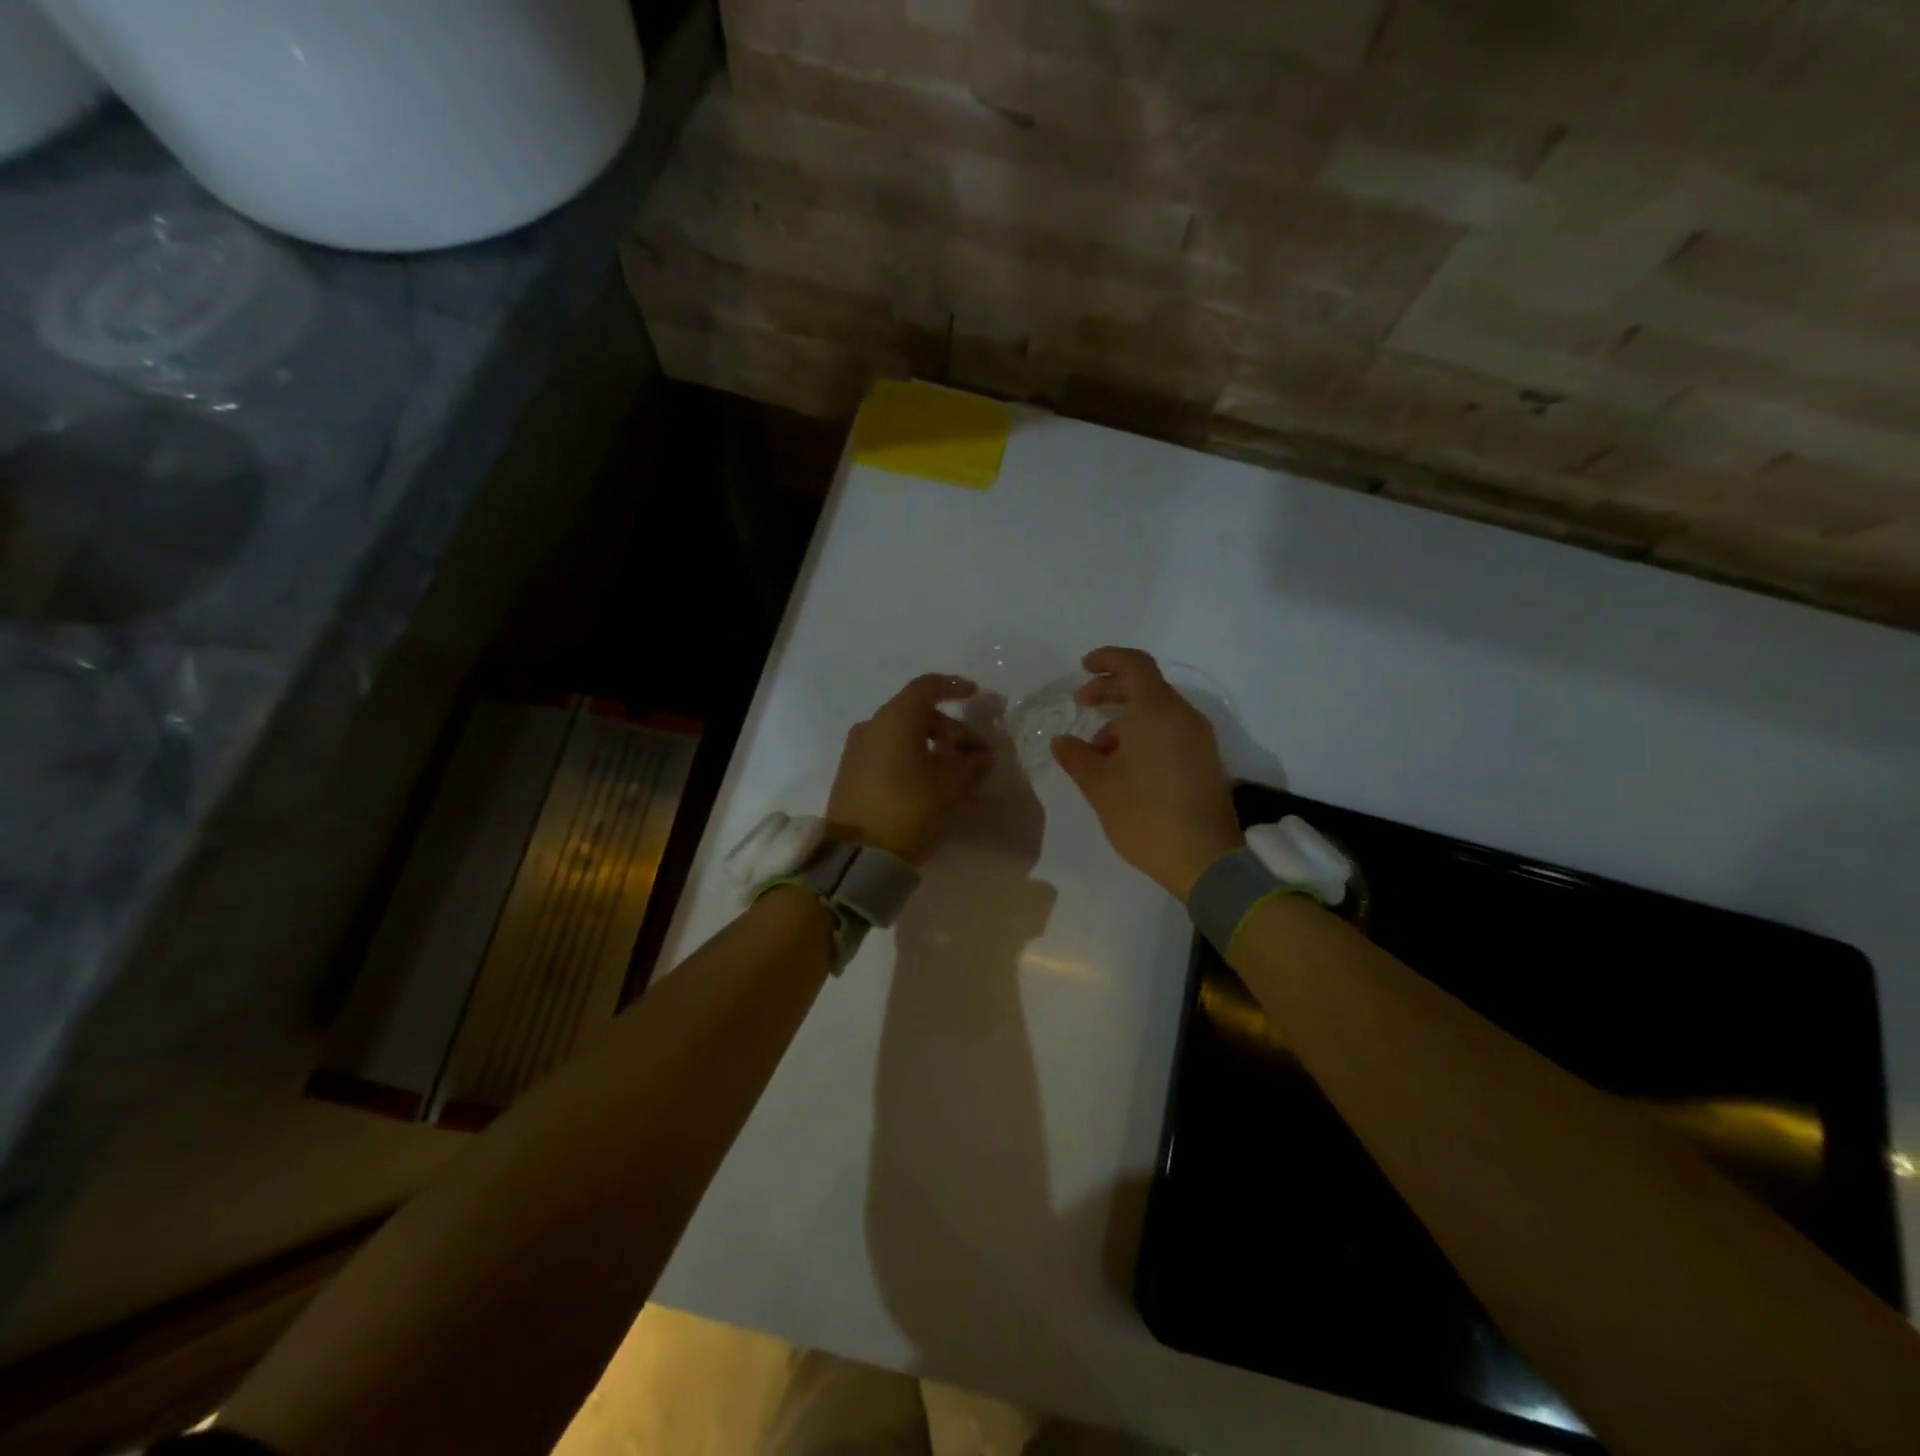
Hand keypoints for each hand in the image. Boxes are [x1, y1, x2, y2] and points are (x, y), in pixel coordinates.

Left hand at [827, 674, 990, 864]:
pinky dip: (912, 759)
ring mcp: (857, 750)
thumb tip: (981, 755)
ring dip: (932, 747)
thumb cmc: (910, 808)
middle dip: (950, 729)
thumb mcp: (952, 785)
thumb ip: (972, 764)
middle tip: (975, 754)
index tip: (975, 695)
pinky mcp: (851, 774)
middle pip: (916, 714)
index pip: (927, 687)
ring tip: (957, 774)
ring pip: (902, 736)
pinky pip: (888, 754)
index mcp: (895, 718)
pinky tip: (931, 783)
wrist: (857, 855)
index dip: (954, 687)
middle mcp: (872, 726)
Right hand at [1051, 647, 1244, 900]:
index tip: (1083, 668)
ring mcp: (1199, 739)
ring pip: (1158, 712)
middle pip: (1146, 687)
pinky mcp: (1206, 761)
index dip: (1107, 659)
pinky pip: (1171, 732)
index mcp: (1158, 712)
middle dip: (1111, 691)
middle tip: (1081, 705)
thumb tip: (1062, 741)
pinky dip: (1144, 735)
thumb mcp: (1099, 786)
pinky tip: (1124, 765)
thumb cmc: (1145, 815)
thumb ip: (1076, 756)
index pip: (1134, 665)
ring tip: (1098, 752)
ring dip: (1126, 720)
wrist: (1205, 860)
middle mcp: (1184, 717)